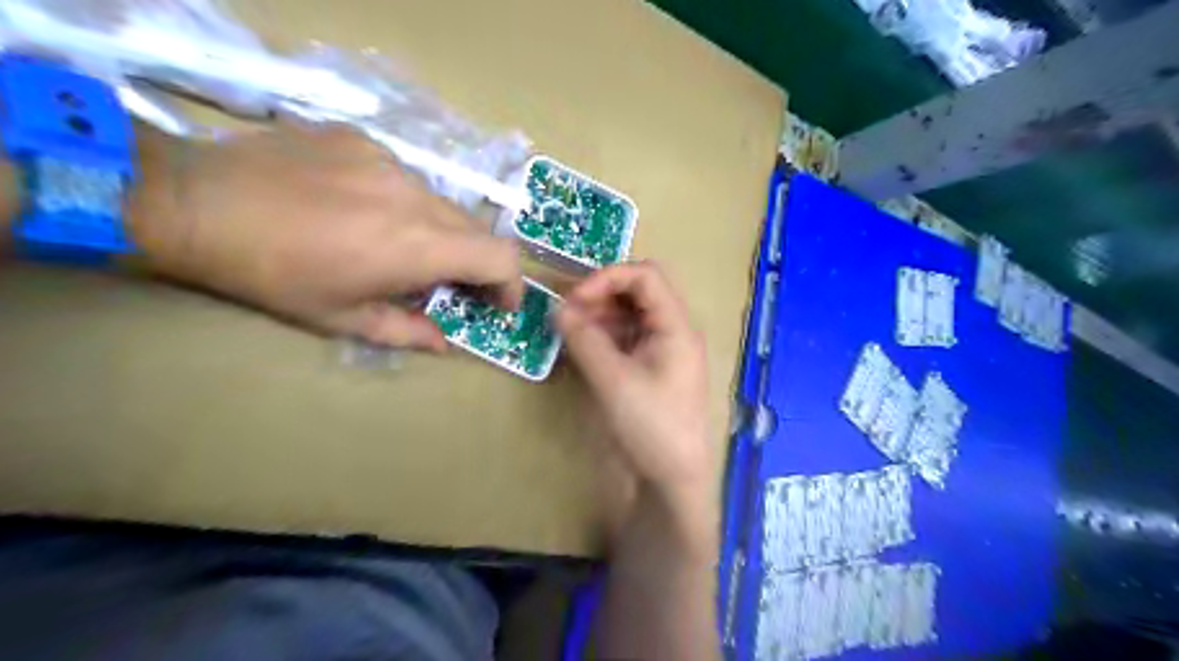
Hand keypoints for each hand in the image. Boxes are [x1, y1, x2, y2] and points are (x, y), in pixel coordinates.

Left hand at [126, 124, 522, 350]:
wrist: (195, 201)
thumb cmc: (273, 275)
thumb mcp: (342, 319)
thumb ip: (407, 332)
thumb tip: (446, 342)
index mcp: (417, 246)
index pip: (500, 257)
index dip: (511, 283)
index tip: (498, 303)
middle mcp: (417, 196)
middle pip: (477, 229)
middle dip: (474, 262)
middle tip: (447, 283)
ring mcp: (390, 160)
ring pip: (442, 202)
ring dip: (437, 231)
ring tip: (394, 245)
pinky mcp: (363, 139)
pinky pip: (404, 176)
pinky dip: (401, 202)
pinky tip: (359, 209)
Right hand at [558, 262, 713, 511]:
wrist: (672, 480)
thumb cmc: (650, 426)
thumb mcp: (614, 380)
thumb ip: (585, 340)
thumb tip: (557, 309)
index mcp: (675, 326)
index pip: (645, 276)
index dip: (607, 278)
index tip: (575, 299)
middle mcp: (672, 331)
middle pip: (637, 293)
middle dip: (600, 296)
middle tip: (566, 314)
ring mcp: (661, 350)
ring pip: (628, 316)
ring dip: (598, 316)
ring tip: (569, 331)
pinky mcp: (650, 369)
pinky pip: (625, 339)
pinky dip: (602, 338)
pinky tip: (581, 348)